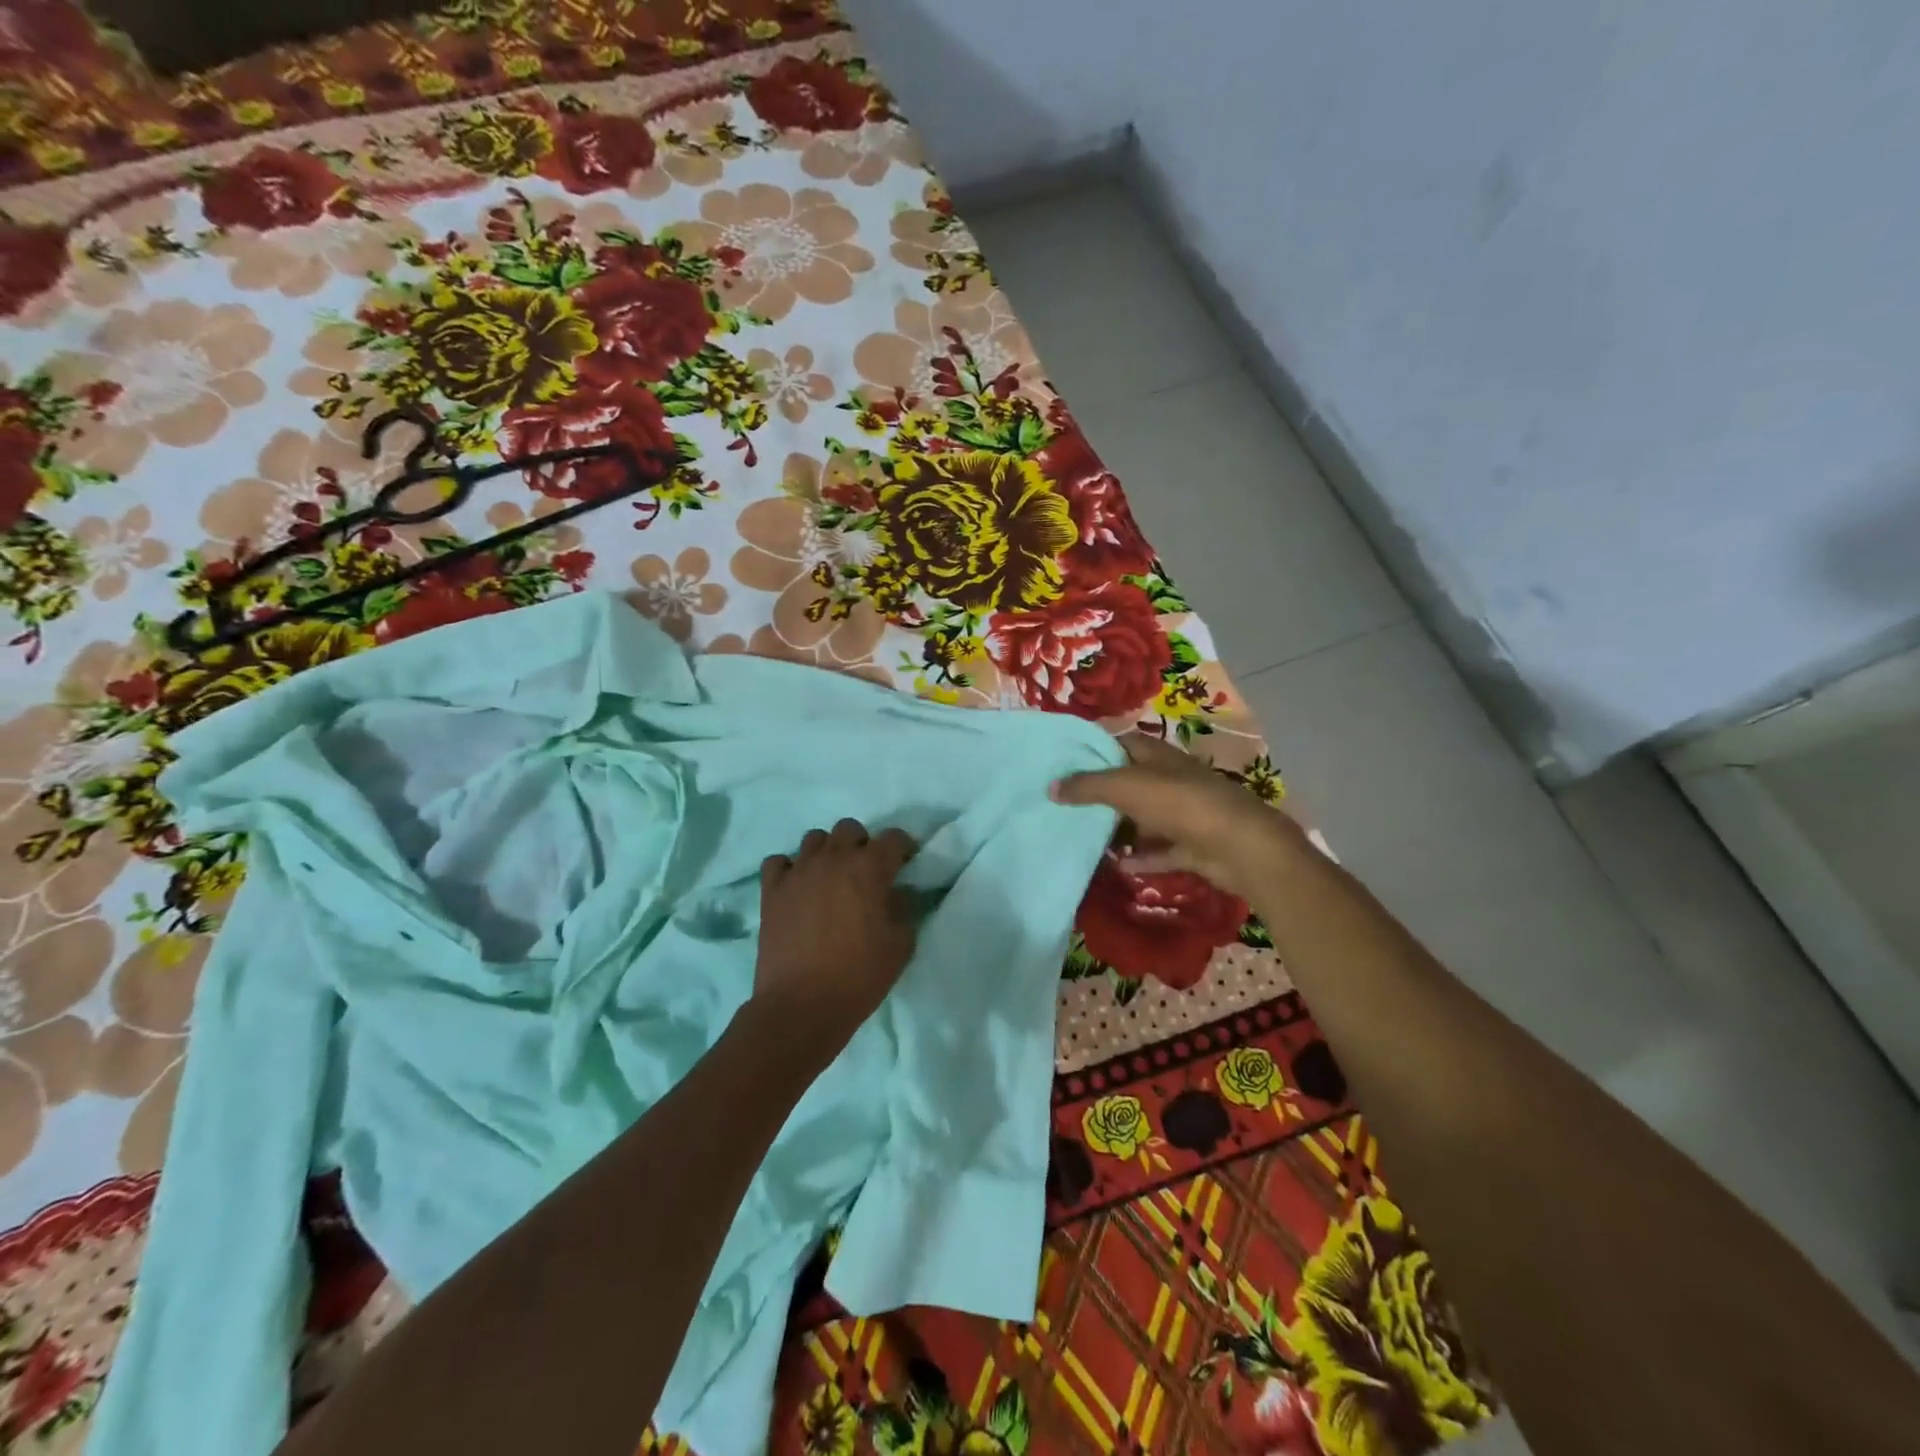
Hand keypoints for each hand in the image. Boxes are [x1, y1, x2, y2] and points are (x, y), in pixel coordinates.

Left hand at [754, 818, 918, 1042]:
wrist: (802, 1005)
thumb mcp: (900, 945)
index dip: (903, 847)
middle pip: (849, 829)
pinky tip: (797, 887)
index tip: (906, 863)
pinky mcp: (771, 890)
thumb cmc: (859, 976)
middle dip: (862, 844)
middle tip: (866, 871)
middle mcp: (833, 859)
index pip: (893, 838)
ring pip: (814, 839)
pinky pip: (778, 862)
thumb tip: (897, 893)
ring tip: (831, 877)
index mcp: (869, 868)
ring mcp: (798, 872)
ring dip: (827, 852)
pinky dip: (790, 869)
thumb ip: (903, 909)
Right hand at [1051, 735, 1308, 900]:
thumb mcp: (1125, 787)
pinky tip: (1114, 865)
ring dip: (1119, 828)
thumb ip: (1087, 786)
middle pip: (1130, 782)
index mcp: (1158, 757)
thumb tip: (1051, 787)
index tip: (1063, 763)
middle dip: (1101, 793)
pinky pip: (1158, 851)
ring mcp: (1183, 814)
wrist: (1239, 845)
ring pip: (1143, 819)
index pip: (1121, 744)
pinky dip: (1139, 857)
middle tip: (1065, 804)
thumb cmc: (1180, 803)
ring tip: (1083, 835)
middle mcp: (1171, 780)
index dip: (1094, 750)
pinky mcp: (1192, 846)